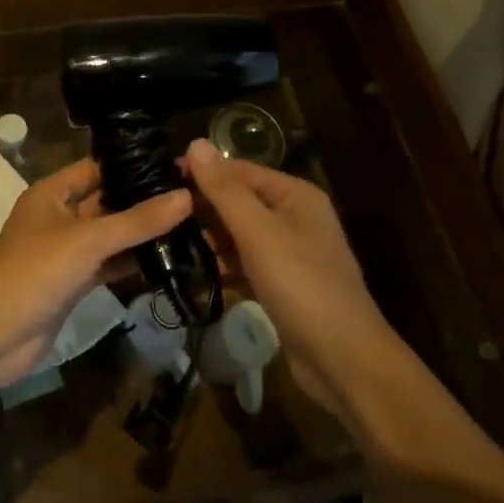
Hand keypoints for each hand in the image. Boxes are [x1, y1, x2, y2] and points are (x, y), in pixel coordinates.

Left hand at [0, 159, 189, 397]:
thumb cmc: (35, 272)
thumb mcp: (89, 240)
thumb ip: (138, 220)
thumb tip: (186, 196)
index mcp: (52, 193)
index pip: (98, 168)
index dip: (133, 164)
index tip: (176, 165)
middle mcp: (59, 216)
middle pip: (107, 201)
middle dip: (144, 200)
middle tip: (192, 195)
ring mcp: (66, 251)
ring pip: (111, 235)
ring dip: (142, 233)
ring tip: (190, 224)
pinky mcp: (73, 282)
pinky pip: (108, 264)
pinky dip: (132, 262)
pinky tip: (168, 260)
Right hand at [183, 138, 399, 418]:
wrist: (344, 359)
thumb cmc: (301, 284)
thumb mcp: (258, 232)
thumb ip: (224, 189)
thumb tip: (195, 143)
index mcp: (295, 195)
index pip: (240, 170)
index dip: (203, 171)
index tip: (160, 177)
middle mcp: (296, 217)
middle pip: (241, 200)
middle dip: (204, 205)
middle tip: (159, 212)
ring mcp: (291, 252)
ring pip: (241, 233)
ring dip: (210, 236)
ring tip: (167, 240)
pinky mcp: (284, 284)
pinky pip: (247, 262)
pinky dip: (224, 263)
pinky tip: (195, 271)